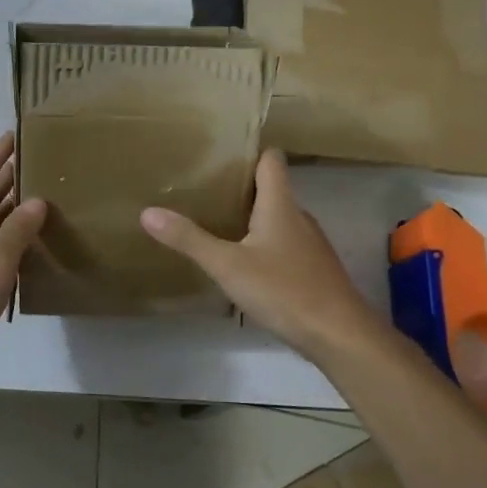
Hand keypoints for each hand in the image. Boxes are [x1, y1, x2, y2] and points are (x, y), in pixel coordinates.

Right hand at [141, 149, 388, 366]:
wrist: (339, 335)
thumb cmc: (283, 290)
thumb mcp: (227, 265)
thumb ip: (189, 239)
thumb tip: (148, 212)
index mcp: (280, 205)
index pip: (271, 160)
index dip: (250, 152)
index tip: (221, 154)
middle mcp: (299, 217)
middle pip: (272, 189)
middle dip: (242, 187)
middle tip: (205, 190)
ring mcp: (310, 245)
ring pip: (278, 219)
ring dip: (252, 218)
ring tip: (218, 223)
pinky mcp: (313, 270)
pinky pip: (285, 245)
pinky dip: (264, 245)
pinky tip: (244, 263)